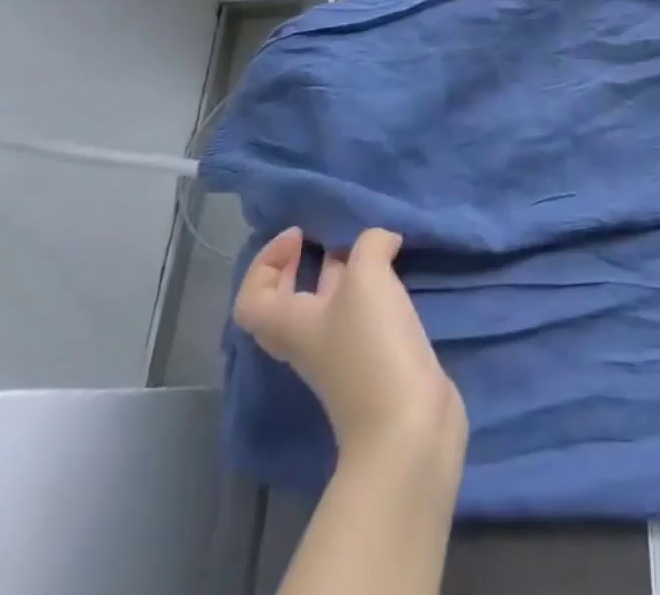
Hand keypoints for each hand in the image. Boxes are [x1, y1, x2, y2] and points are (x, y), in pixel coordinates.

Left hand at [233, 227, 466, 464]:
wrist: (407, 426)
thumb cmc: (371, 348)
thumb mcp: (367, 279)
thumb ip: (370, 245)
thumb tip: (381, 240)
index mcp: (292, 324)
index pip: (252, 298)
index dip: (265, 263)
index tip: (299, 234)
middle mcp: (312, 338)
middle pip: (289, 300)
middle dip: (302, 264)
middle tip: (329, 234)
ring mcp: (344, 353)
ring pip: (331, 305)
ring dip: (344, 273)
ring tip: (373, 245)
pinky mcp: (376, 360)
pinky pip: (364, 316)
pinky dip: (375, 290)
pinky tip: (398, 274)